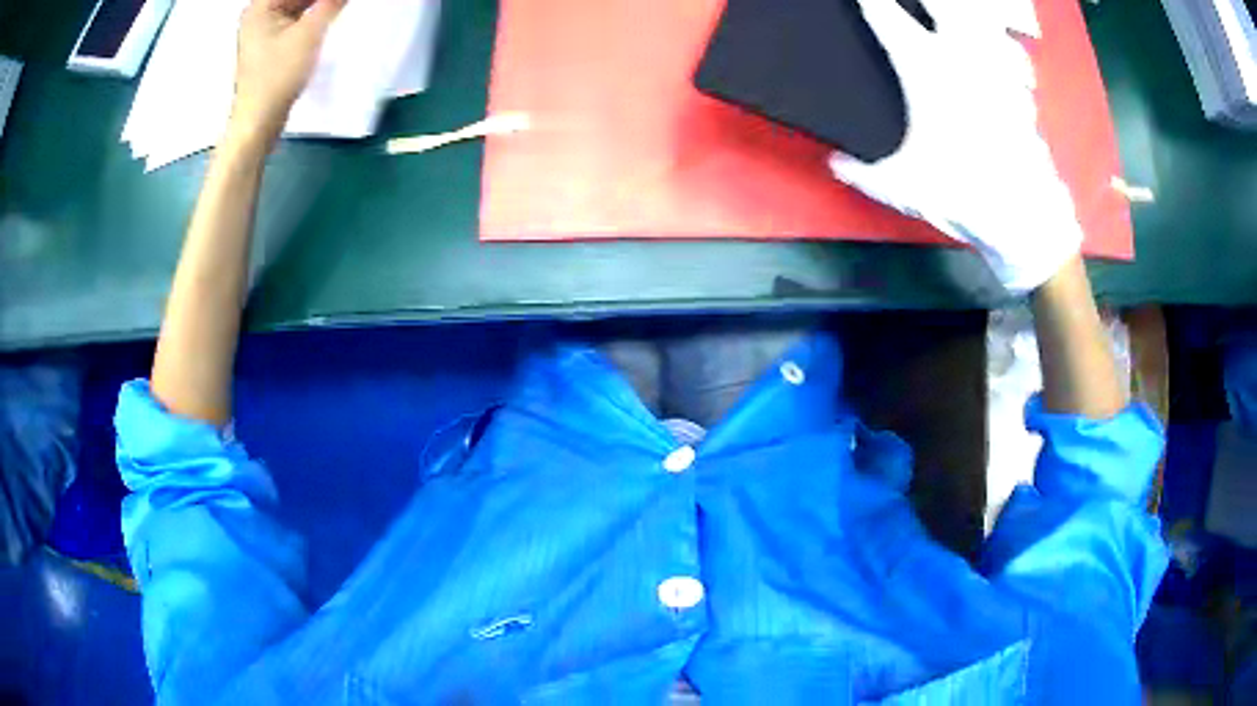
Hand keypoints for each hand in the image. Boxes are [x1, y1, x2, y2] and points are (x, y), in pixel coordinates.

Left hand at [229, 0, 346, 145]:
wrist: (258, 121)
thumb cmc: (277, 76)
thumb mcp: (309, 33)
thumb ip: (331, 2)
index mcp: (260, 6)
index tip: (336, 0)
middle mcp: (258, 13)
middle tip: (339, 3)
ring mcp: (263, 30)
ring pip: (298, 4)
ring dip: (319, 4)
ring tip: (337, 7)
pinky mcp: (270, 44)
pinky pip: (295, 17)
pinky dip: (312, 14)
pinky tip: (329, 14)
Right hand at [830, 0, 1081, 292]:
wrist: (1021, 212)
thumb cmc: (960, 190)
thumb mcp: (900, 185)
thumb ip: (862, 172)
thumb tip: (836, 163)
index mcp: (923, 67)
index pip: (885, 14)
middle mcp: (960, 55)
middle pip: (941, 1)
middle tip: (914, 1)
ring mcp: (995, 67)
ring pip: (981, 16)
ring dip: (967, 11)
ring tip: (957, 13)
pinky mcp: (1020, 88)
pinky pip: (1012, 51)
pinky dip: (1002, 43)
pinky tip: (1000, 46)